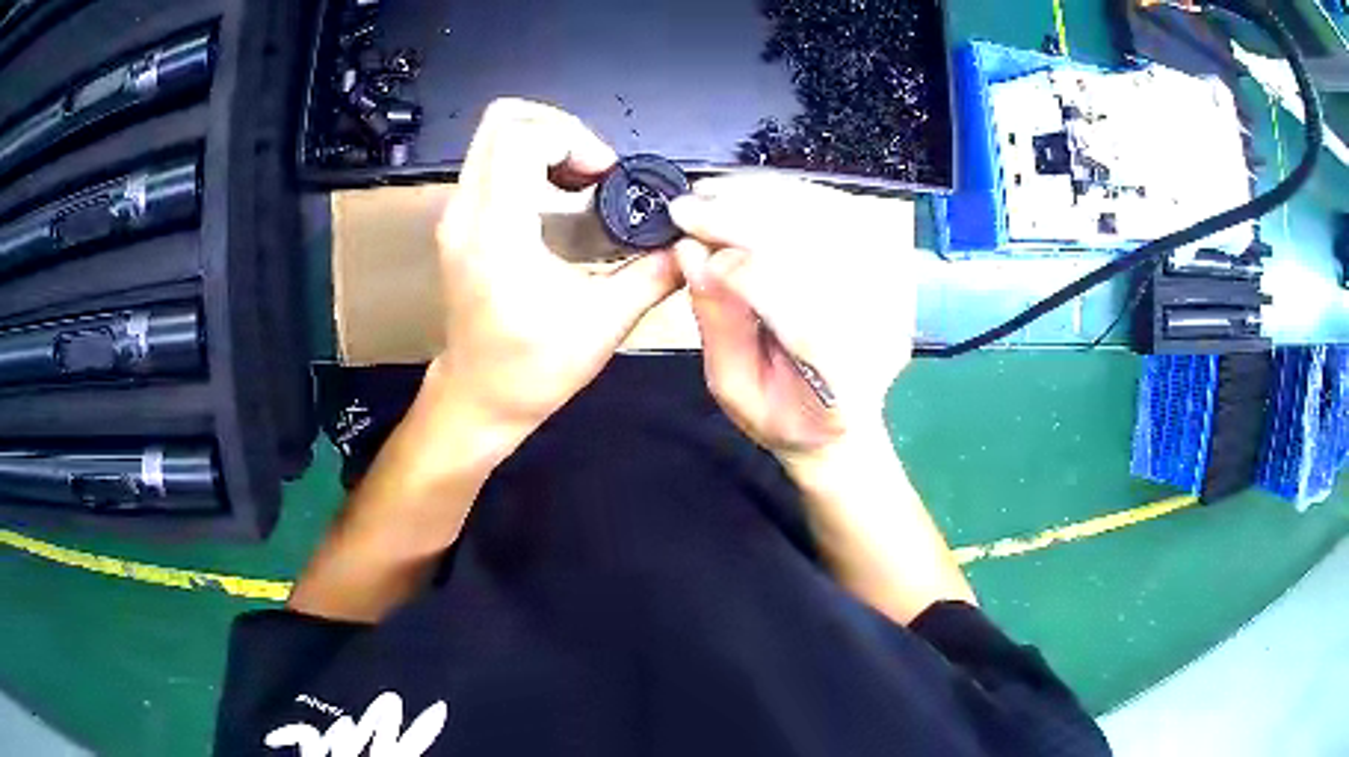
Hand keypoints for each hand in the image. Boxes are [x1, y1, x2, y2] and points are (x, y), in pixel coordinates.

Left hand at [431, 99, 681, 443]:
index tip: (605, 175)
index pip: (521, 138)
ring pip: (494, 135)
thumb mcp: (603, 324)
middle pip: (503, 120)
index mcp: (497, 234)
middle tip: (596, 168)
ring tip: (584, 180)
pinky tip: (562, 198)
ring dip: (547, 143)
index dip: (572, 138)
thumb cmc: (531, 370)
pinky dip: (531, 161)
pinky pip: (491, 161)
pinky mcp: (460, 222)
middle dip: (561, 129)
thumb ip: (654, 275)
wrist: (477, 398)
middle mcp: (466, 213)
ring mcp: (456, 215)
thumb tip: (690, 243)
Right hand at [670, 176, 915, 460]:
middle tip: (691, 206)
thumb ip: (718, 325)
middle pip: (816, 251)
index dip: (739, 266)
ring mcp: (891, 292)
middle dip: (744, 217)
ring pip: (829, 222)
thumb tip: (691, 257)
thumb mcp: (736, 388)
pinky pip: (841, 214)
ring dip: (765, 198)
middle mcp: (879, 328)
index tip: (689, 242)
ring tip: (714, 193)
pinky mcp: (887, 265)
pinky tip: (754, 195)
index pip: (797, 308)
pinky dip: (792, 196)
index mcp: (843, 380)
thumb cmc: (790, 415)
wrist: (847, 420)